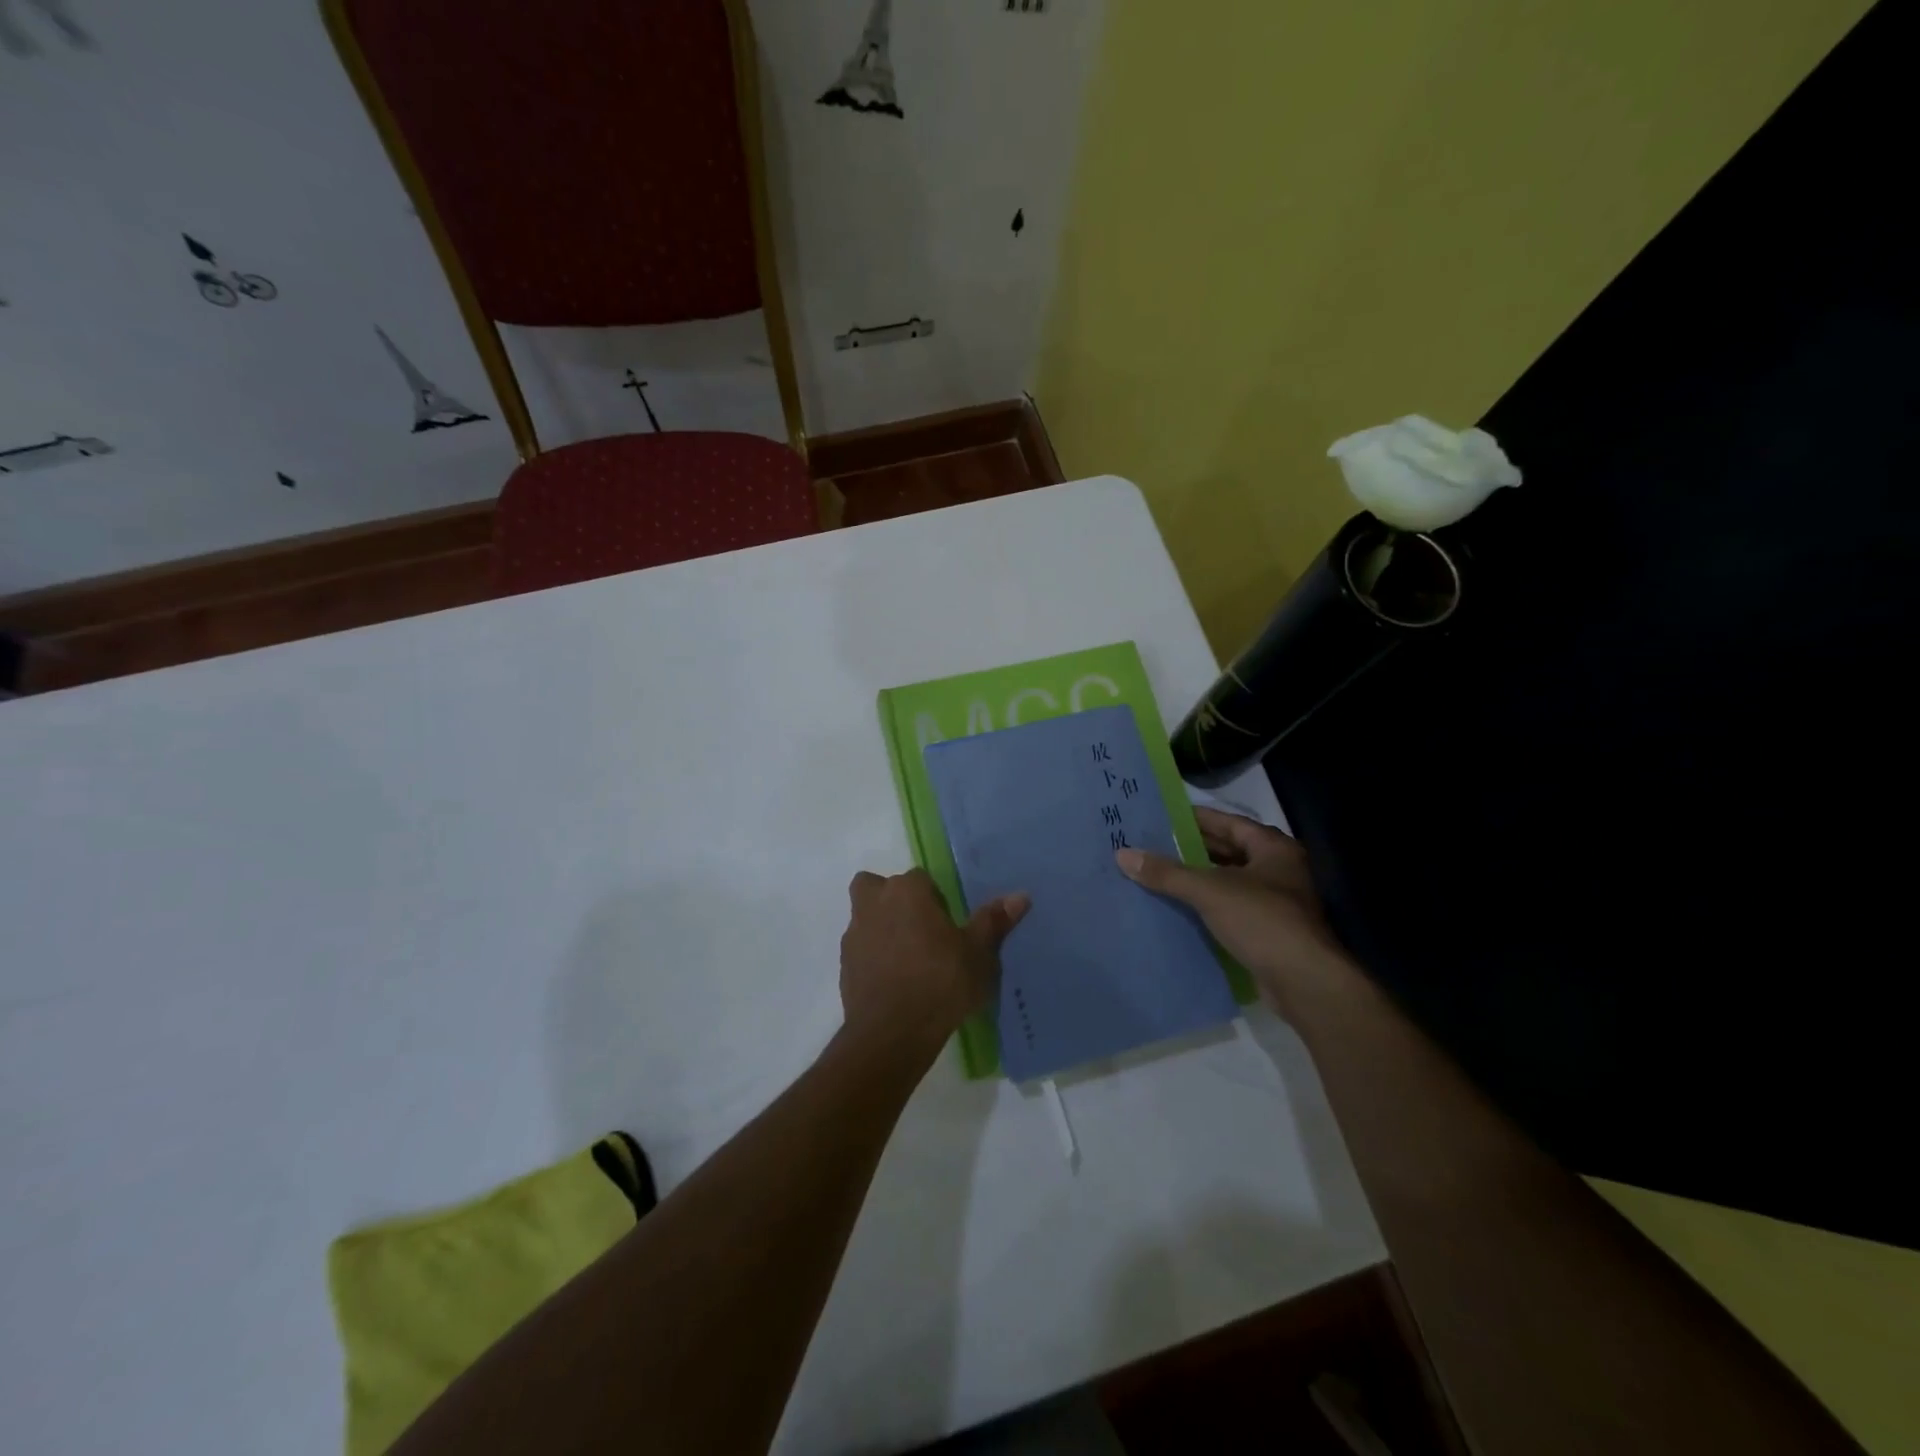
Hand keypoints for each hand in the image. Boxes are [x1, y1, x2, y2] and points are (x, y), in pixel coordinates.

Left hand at [839, 869, 1028, 1057]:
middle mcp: (873, 903)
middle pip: (877, 887)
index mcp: (906, 891)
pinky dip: (873, 957)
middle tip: (919, 929)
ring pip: (865, 917)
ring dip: (881, 928)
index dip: (934, 898)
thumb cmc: (941, 983)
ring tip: (909, 958)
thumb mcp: (978, 954)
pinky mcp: (844, 965)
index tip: (948, 923)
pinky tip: (895, 981)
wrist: (892, 1033)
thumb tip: (1020, 895)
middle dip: (894, 900)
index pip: (920, 878)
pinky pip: (860, 949)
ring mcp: (854, 935)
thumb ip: (993, 921)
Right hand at [1116, 808, 1347, 1011]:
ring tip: (1157, 874)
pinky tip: (1177, 907)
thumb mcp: (1209, 891)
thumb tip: (1123, 854)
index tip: (1162, 816)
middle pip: (1228, 851)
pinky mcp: (1267, 931)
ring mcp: (1275, 902)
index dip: (1195, 818)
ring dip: (1197, 879)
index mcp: (1272, 849)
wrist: (1304, 982)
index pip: (1228, 822)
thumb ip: (1167, 872)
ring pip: (1228, 882)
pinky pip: (1229, 908)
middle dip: (1192, 849)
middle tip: (1152, 844)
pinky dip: (1205, 906)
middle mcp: (1277, 870)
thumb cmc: (1262, 921)